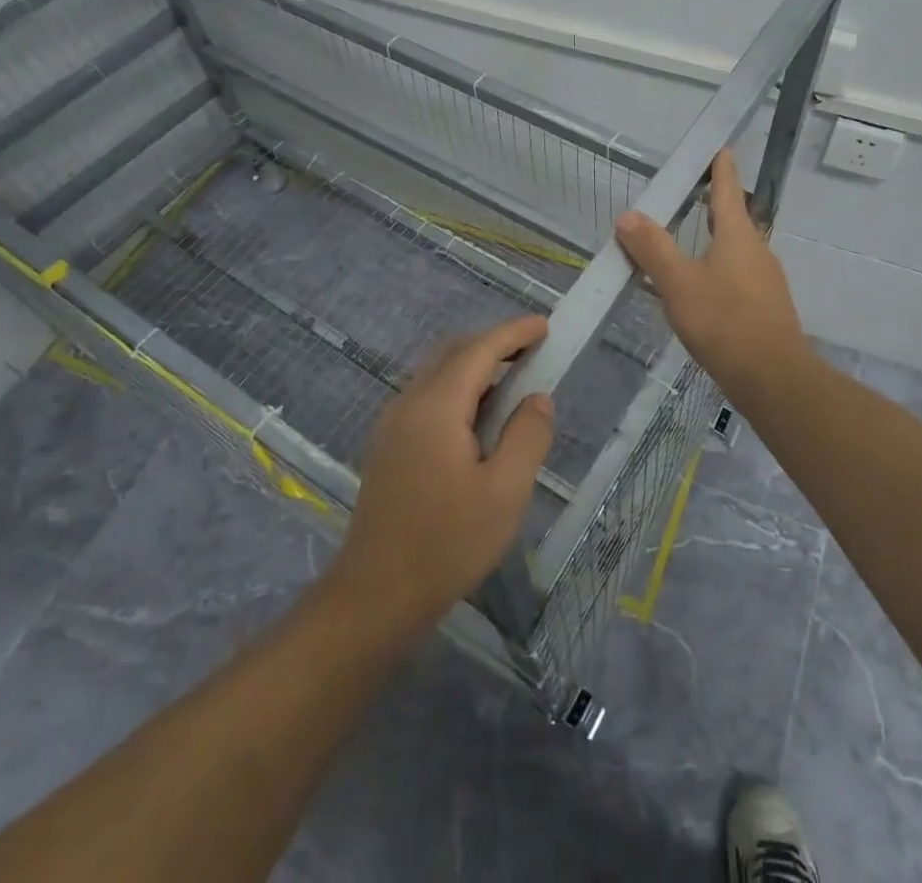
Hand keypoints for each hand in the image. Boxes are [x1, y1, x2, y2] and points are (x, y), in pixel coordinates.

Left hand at [320, 315, 554, 644]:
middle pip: (454, 353)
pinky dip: (458, 387)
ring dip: (475, 366)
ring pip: (438, 373)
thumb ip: (527, 437)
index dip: (513, 333)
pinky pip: (427, 395)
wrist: (375, 596)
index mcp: (436, 408)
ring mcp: (392, 423)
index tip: (545, 326)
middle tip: (534, 351)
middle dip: (495, 343)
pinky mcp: (387, 444)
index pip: (479, 350)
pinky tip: (479, 416)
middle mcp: (408, 403)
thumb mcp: (505, 493)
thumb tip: (537, 399)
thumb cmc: (447, 545)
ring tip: (513, 381)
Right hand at [615, 150, 814, 405]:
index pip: (727, 189)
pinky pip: (738, 275)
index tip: (720, 147)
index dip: (721, 167)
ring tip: (687, 243)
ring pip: (736, 249)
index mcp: (737, 235)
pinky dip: (718, 269)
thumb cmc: (723, 321)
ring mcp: (766, 279)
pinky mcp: (766, 306)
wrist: (773, 378)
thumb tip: (628, 216)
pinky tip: (701, 290)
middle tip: (692, 194)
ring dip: (714, 240)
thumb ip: (652, 248)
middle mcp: (757, 250)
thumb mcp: (678, 282)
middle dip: (714, 204)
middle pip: (733, 218)